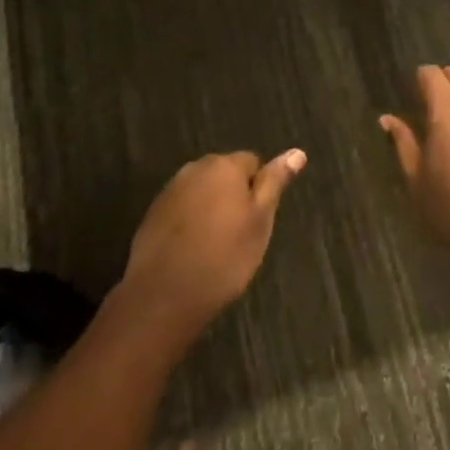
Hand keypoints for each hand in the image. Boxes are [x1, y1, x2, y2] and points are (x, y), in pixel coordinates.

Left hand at [121, 149, 306, 334]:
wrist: (164, 296)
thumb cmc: (223, 257)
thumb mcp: (260, 221)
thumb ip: (275, 182)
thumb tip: (297, 152)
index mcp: (225, 165)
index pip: (252, 162)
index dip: (258, 191)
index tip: (256, 221)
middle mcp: (195, 168)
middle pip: (224, 174)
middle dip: (233, 196)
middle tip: (239, 235)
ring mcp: (170, 191)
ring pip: (202, 192)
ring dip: (210, 209)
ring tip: (214, 246)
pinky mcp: (152, 214)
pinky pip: (181, 210)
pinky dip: (189, 224)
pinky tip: (191, 252)